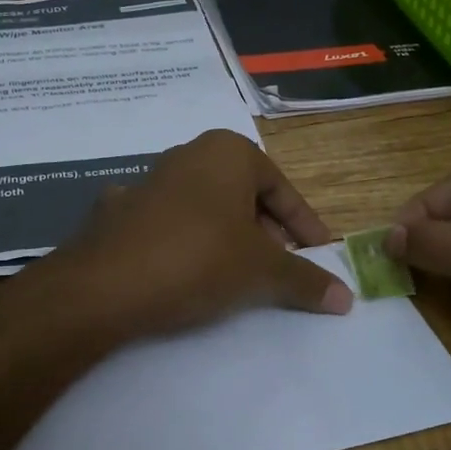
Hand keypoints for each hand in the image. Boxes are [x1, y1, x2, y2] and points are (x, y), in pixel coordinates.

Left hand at [43, 130, 352, 338]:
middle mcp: (187, 155)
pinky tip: (185, 272)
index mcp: (228, 152)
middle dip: (266, 231)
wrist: (103, 285)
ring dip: (226, 237)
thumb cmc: (198, 259)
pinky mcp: (118, 212)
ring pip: (205, 209)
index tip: (320, 256)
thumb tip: (346, 296)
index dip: (305, 226)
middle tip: (281, 266)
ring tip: (237, 274)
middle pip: (243, 195)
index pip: (282, 189)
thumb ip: (305, 279)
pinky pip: (167, 225)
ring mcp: (147, 181)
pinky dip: (185, 244)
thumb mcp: (261, 271)